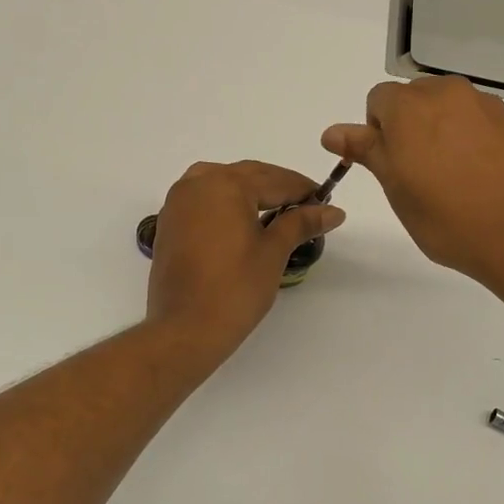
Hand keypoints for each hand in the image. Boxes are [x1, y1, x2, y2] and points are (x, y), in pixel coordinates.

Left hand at [145, 160, 345, 356]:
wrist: (186, 328)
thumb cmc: (236, 288)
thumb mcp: (273, 252)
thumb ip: (300, 223)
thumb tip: (334, 212)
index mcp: (226, 184)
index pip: (275, 180)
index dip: (304, 190)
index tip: (326, 202)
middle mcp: (198, 183)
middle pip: (248, 176)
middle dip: (279, 187)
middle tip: (307, 206)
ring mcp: (178, 201)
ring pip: (222, 182)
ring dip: (251, 190)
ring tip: (277, 209)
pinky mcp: (169, 222)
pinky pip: (203, 199)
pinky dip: (226, 202)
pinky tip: (243, 220)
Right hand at [323, 76, 503, 284]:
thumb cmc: (448, 218)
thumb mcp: (397, 189)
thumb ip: (367, 151)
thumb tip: (332, 132)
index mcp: (410, 107)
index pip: (378, 100)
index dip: (378, 132)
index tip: (391, 166)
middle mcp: (447, 94)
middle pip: (415, 98)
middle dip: (410, 126)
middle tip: (419, 174)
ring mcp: (485, 105)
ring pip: (449, 108)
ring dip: (442, 130)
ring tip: (454, 177)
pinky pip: (479, 121)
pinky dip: (472, 139)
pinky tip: (482, 176)